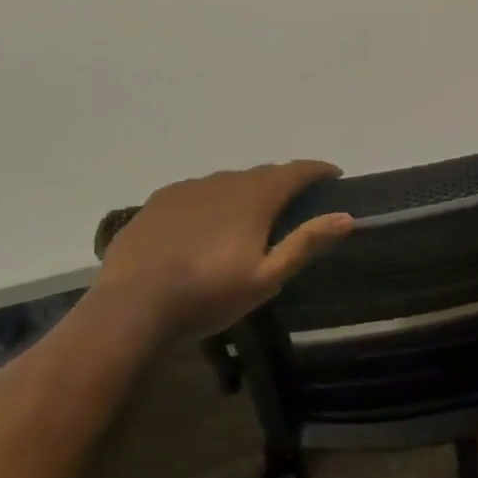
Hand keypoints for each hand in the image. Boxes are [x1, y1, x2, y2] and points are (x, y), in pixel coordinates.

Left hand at [97, 162, 354, 333]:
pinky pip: (196, 192)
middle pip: (262, 174)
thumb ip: (306, 243)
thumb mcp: (267, 278)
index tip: (334, 175)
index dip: (318, 171)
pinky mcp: (158, 202)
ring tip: (248, 215)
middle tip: (294, 203)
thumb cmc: (208, 294)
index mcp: (254, 197)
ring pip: (227, 181)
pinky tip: (205, 223)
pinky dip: (212, 200)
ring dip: (245, 191)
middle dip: (283, 183)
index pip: (296, 171)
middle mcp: (224, 182)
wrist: (130, 306)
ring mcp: (187, 189)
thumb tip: (346, 216)